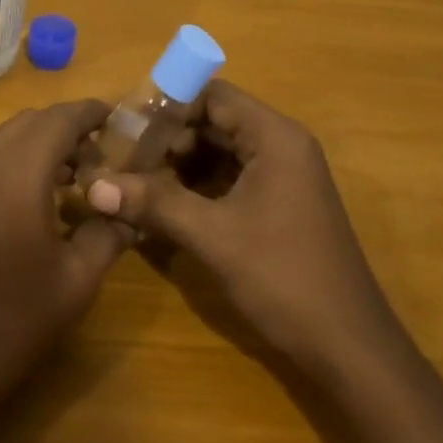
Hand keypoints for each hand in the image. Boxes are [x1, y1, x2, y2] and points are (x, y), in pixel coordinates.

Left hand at [0, 99, 131, 422]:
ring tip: (62, 184)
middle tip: (95, 163)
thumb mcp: (74, 284)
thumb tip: (131, 212)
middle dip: (66, 131)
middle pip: (29, 122)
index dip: (91, 112)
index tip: (116, 119)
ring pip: (0, 140)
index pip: (61, 118)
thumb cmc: (6, 325)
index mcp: (17, 172)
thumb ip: (108, 235)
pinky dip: (6, 164)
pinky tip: (18, 205)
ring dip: (34, 148)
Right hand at [84, 81, 392, 375]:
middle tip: (121, 156)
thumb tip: (94, 185)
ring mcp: (283, 176)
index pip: (213, 95)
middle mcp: (281, 145)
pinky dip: (197, 185)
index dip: (167, 105)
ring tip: (134, 179)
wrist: (349, 347)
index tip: (125, 125)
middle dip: (168, 137)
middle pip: (215, 120)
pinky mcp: (279, 204)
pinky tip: (163, 204)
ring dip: (179, 163)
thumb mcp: (213, 236)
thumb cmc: (284, 278)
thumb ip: (154, 203)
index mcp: (275, 137)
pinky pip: (230, 178)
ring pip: (220, 151)